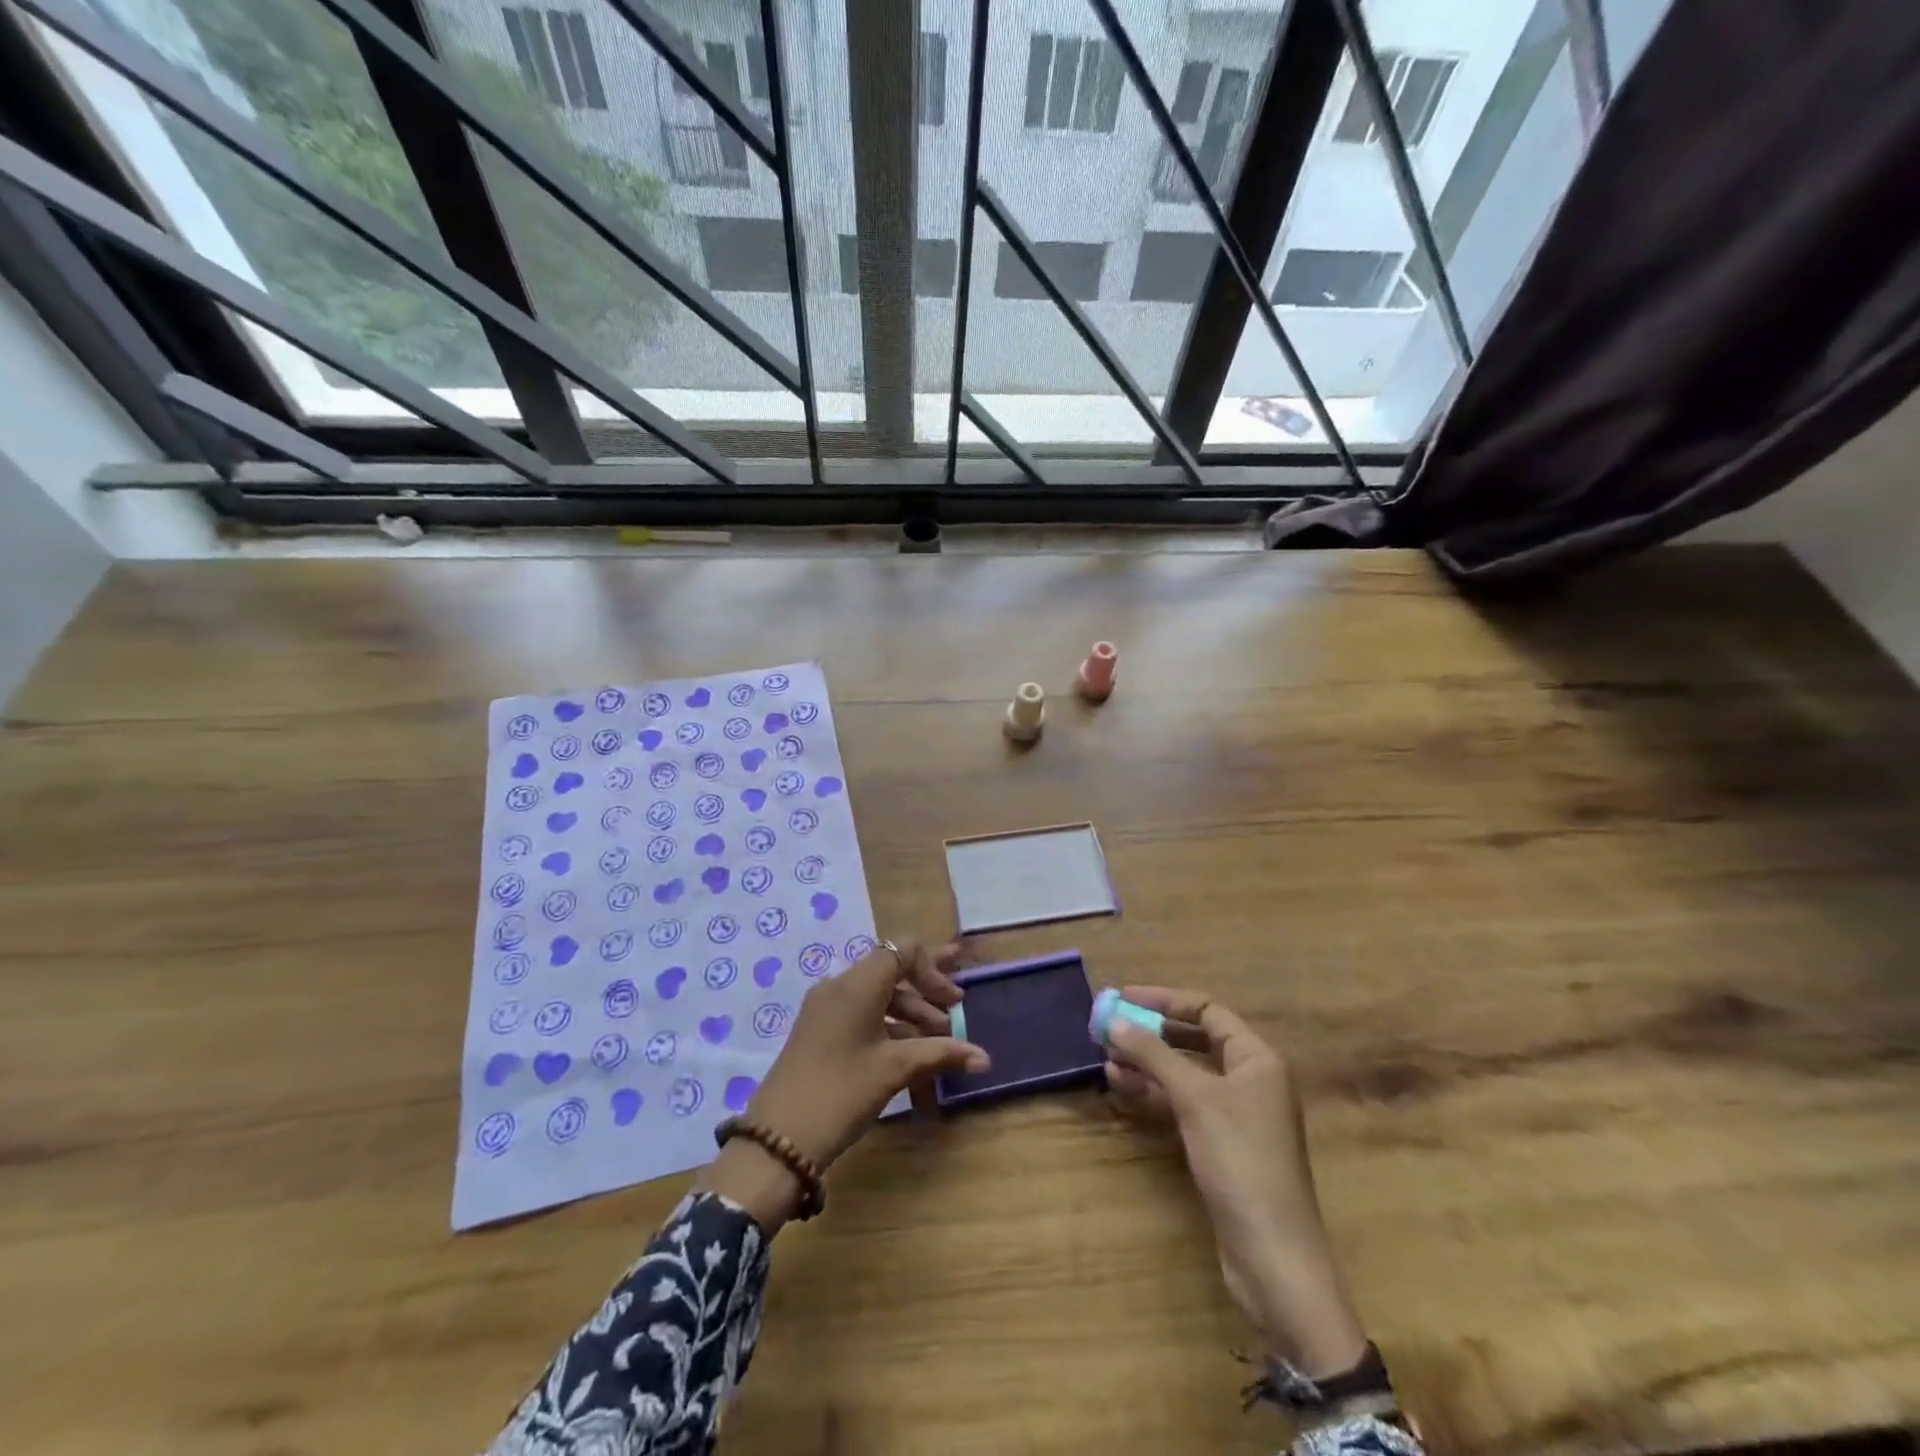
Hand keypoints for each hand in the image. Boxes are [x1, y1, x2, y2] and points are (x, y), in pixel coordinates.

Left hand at [701, 940, 988, 1226]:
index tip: (955, 998)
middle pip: (890, 970)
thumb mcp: (894, 1070)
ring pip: (877, 995)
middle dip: (926, 986)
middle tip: (958, 1002)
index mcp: (856, 984)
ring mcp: (825, 1009)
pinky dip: (889, 1025)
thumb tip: (984, 1057)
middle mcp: (839, 986)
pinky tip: (911, 1051)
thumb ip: (941, 1053)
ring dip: (910, 1011)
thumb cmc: (841, 1092)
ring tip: (939, 1039)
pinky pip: (862, 1013)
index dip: (933, 967)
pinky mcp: (819, 1031)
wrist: (777, 1140)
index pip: (901, 951)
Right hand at [1105, 987, 1368, 1377]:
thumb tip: (1114, 1020)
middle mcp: (1250, 1078)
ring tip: (1108, 1063)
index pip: (1208, 1010)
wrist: (1272, 1255)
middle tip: (1110, 1030)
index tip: (1124, 997)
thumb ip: (1153, 1054)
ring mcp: (1237, 1113)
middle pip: (1195, 1040)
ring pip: (1186, 1073)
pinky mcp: (1222, 1143)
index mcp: (1257, 1058)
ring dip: (1148, 1064)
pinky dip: (1156, 1093)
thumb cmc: (1240, 1160)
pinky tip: (1124, 1090)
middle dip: (1152, 1033)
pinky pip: (1184, 1102)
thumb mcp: (1194, 1098)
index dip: (1165, 1000)